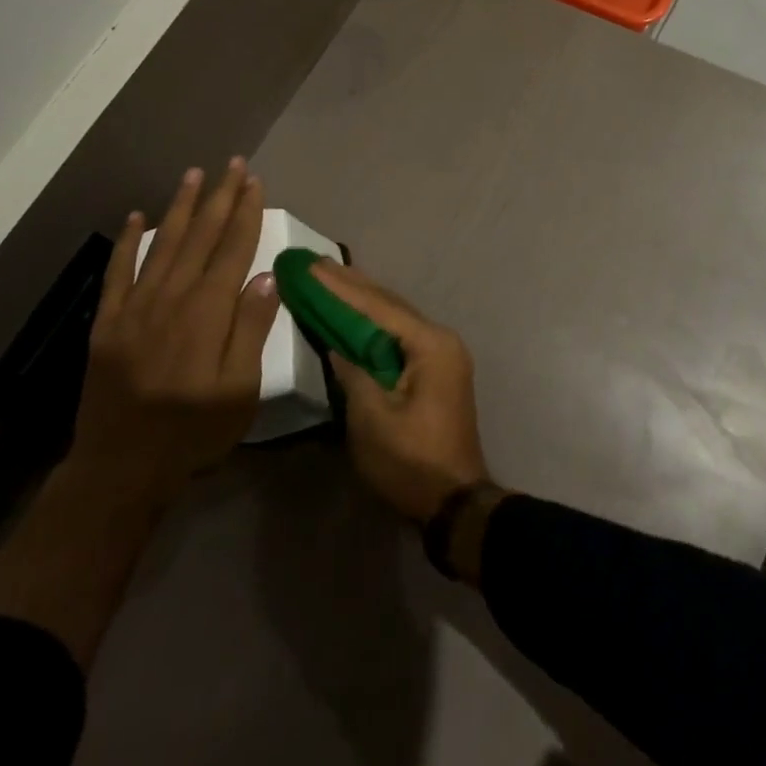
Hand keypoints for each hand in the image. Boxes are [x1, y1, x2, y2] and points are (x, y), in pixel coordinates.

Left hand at [72, 160, 276, 500]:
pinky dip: (127, 241)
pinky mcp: (108, 322)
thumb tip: (263, 276)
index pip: (232, 249)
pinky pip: (118, 271)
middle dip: (219, 197)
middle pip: (200, 236)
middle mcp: (171, 298)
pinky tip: (136, 216)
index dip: (245, 213)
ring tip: (194, 174)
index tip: (254, 182)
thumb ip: (251, 330)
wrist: (120, 467)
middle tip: (232, 164)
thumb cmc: (192, 432)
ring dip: (180, 206)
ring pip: (163, 243)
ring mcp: (135, 307)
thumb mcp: (239, 391)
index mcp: (207, 312)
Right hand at [316, 259, 489, 521]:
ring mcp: (442, 354)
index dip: (341, 287)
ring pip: (396, 318)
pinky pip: (400, 336)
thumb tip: (336, 342)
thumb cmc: (410, 461)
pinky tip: (356, 314)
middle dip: (352, 285)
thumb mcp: (371, 417)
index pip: (378, 307)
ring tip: (332, 276)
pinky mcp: (436, 371)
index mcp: (430, 344)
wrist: (454, 502)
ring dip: (364, 300)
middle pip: (390, 305)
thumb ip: (352, 371)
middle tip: (317, 262)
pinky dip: (375, 323)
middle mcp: (441, 340)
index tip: (311, 266)